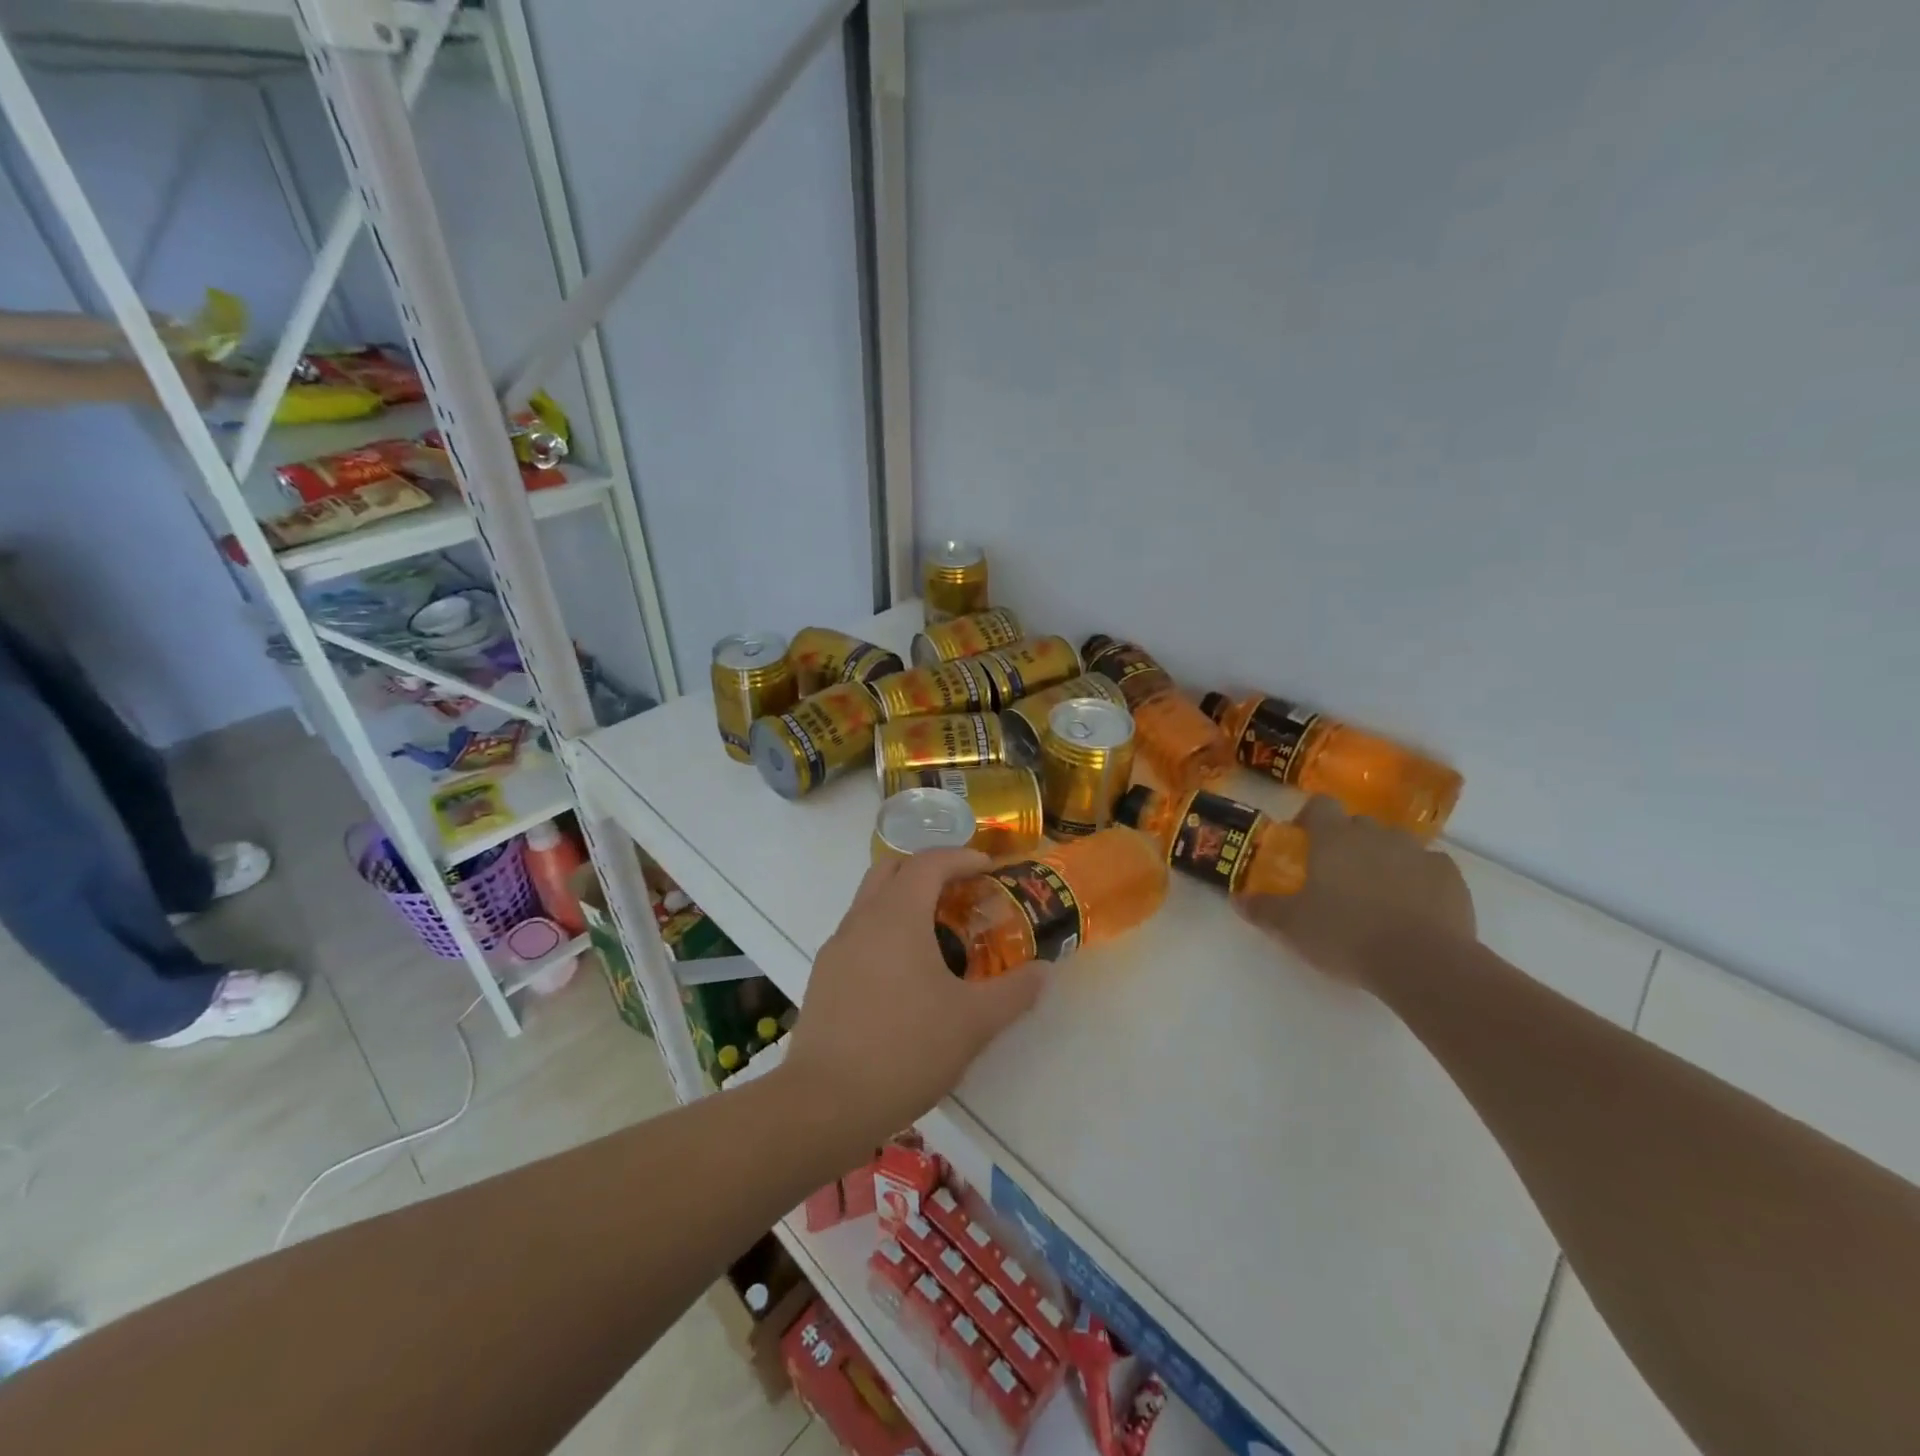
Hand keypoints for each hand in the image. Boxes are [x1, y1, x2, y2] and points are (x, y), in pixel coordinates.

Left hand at [781, 850, 1045, 1148]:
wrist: (825, 1103)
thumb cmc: (906, 1049)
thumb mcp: (974, 1022)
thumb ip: (1014, 992)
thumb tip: (1044, 971)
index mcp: (897, 915)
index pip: (928, 863)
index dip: (961, 858)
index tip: (989, 869)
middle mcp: (861, 919)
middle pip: (891, 869)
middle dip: (927, 870)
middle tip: (961, 893)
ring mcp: (836, 948)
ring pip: (870, 901)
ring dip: (903, 901)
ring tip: (938, 935)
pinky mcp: (823, 978)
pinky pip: (858, 935)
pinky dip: (884, 932)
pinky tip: (905, 975)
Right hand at [1238, 796, 1475, 989]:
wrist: (1422, 963)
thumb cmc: (1345, 935)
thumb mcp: (1291, 927)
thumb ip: (1263, 909)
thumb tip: (1238, 899)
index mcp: (1334, 838)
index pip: (1321, 805)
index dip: (1311, 818)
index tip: (1305, 841)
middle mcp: (1376, 835)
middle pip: (1359, 824)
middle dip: (1348, 842)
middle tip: (1338, 875)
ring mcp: (1418, 853)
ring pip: (1396, 844)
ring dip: (1385, 859)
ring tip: (1378, 894)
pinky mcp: (1451, 877)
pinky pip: (1430, 868)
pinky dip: (1420, 880)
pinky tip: (1414, 908)